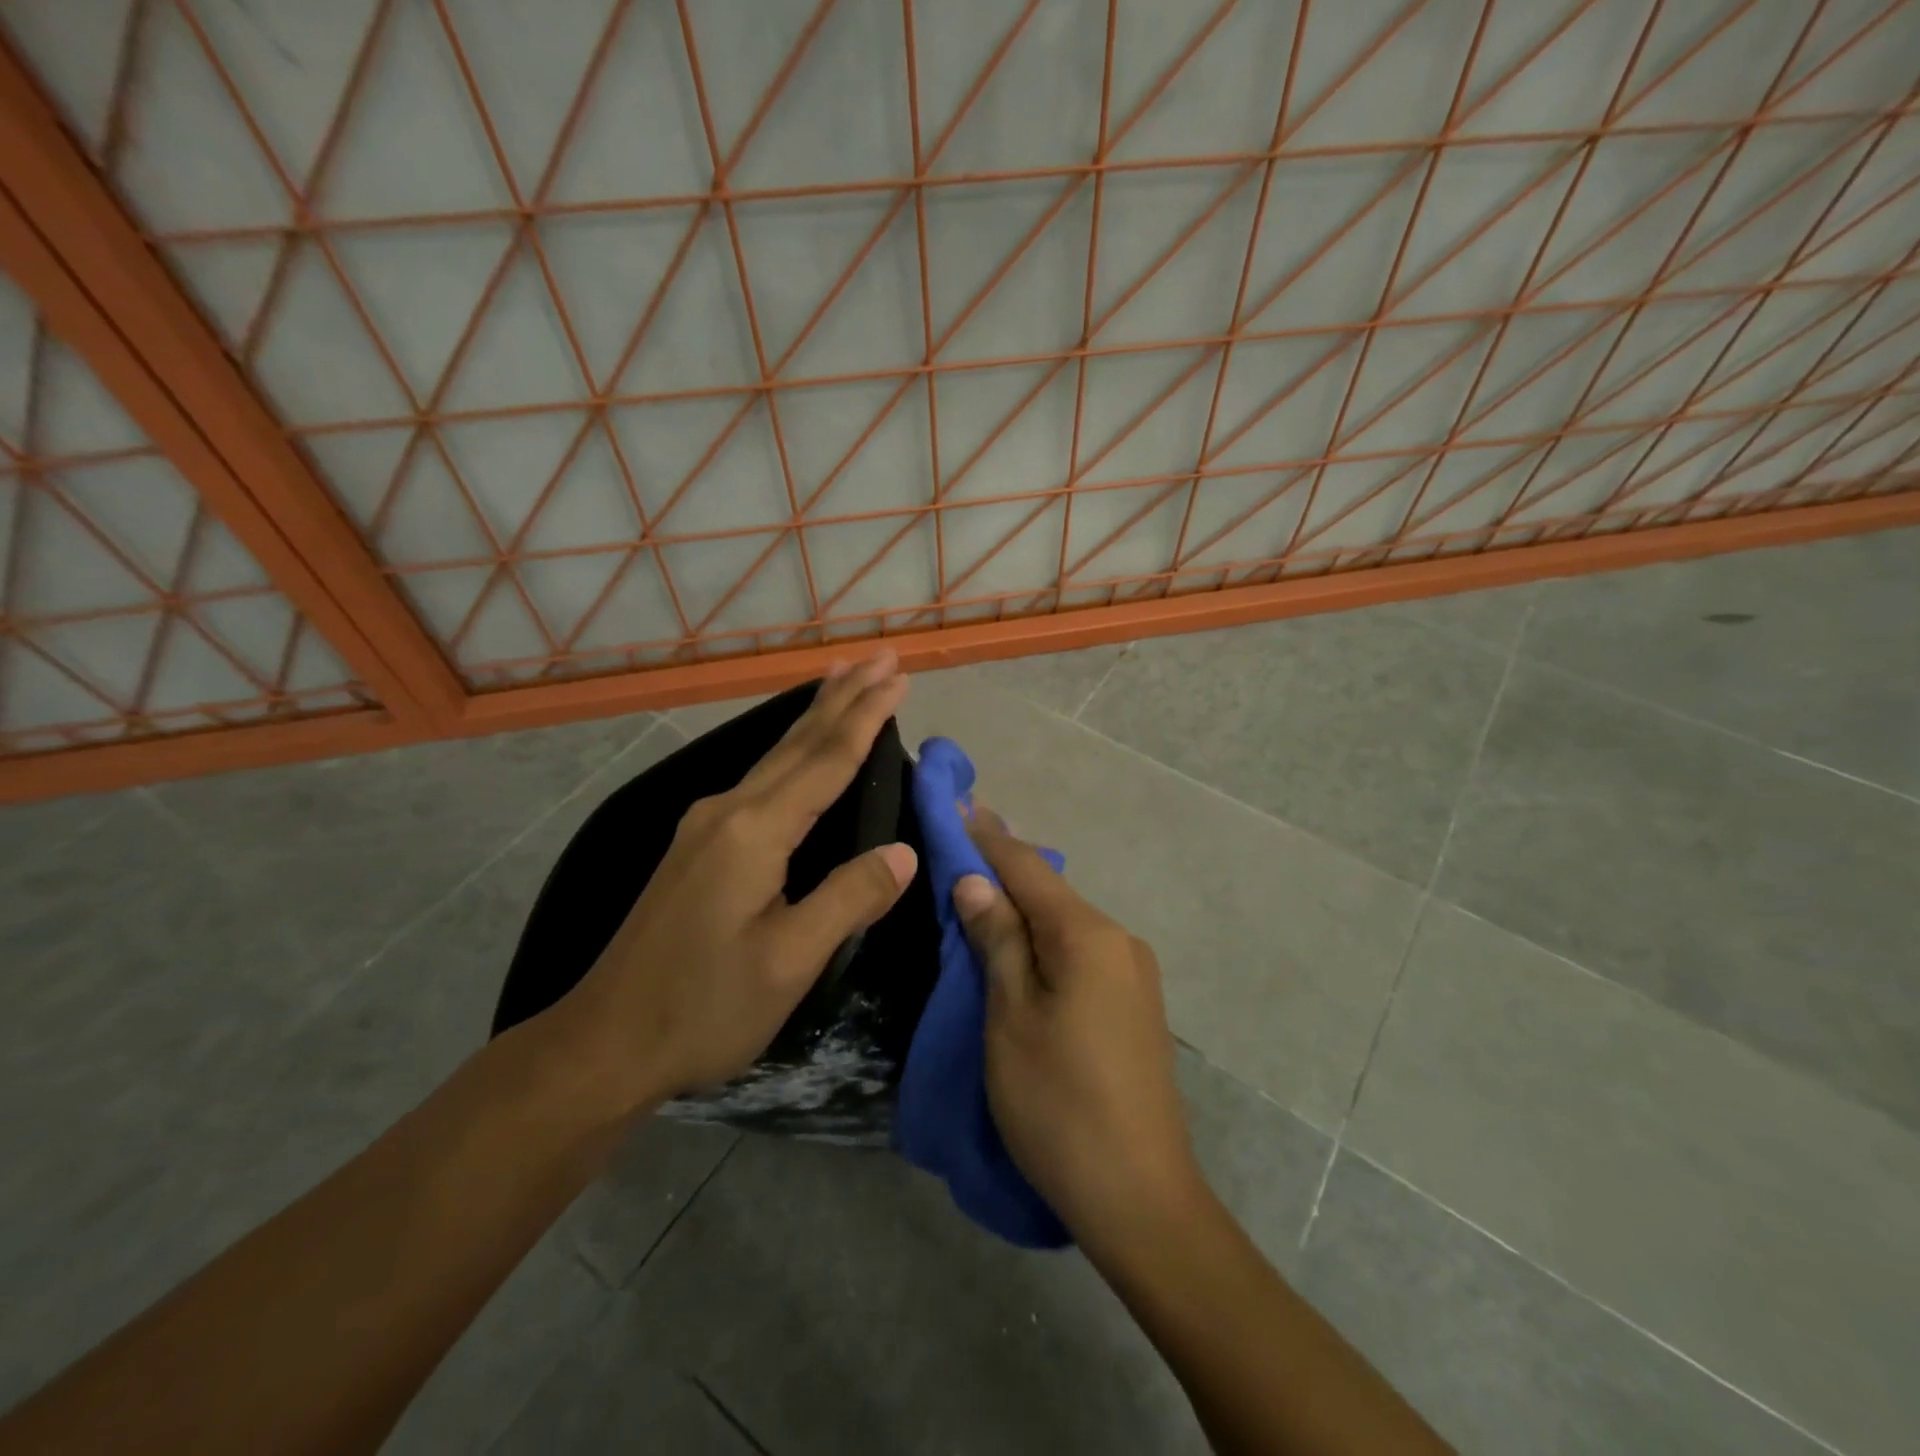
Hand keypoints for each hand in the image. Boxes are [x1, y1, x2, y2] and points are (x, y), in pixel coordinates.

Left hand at [559, 651, 916, 1108]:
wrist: (605, 1042)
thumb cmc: (703, 1007)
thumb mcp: (790, 961)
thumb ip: (849, 899)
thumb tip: (904, 852)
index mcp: (754, 831)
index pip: (825, 761)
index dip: (866, 717)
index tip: (898, 676)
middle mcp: (728, 811)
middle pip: (797, 742)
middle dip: (844, 697)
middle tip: (881, 657)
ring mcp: (707, 825)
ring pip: (776, 755)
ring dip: (817, 715)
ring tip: (844, 678)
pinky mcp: (699, 845)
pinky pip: (762, 778)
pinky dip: (794, 749)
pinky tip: (798, 748)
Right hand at [954, 811, 1204, 1248]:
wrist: (1140, 1196)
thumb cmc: (1059, 1103)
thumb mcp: (1011, 1017)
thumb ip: (997, 940)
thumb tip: (976, 880)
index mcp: (1089, 935)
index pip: (1027, 867)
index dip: (987, 836)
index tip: (955, 803)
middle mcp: (1120, 940)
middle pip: (1050, 892)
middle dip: (1003, 872)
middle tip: (956, 852)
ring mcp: (1133, 974)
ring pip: (1066, 924)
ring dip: (1023, 910)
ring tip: (978, 900)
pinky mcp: (1135, 1005)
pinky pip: (1081, 954)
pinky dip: (1045, 943)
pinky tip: (1021, 952)